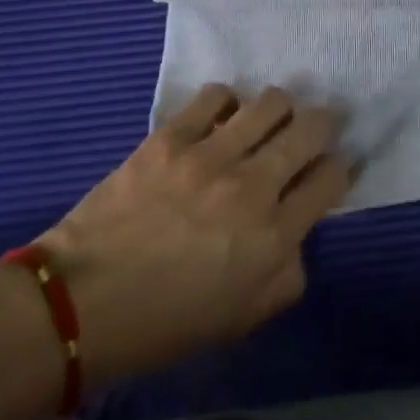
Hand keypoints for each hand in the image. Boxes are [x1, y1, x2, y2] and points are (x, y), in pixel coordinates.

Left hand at [36, 84, 350, 382]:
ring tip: (267, 121)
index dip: (339, 168)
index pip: (332, 178)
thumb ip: (286, 274)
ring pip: (272, 102)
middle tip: (313, 130)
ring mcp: (210, 156)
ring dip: (279, 109)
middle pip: (312, 128)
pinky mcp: (171, 137)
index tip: (329, 169)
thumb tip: (296, 232)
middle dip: (324, 125)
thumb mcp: (242, 319)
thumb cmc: (164, 324)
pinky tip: (219, 120)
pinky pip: (217, 95)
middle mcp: (252, 187)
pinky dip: (227, 102)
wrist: (80, 306)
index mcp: (273, 238)